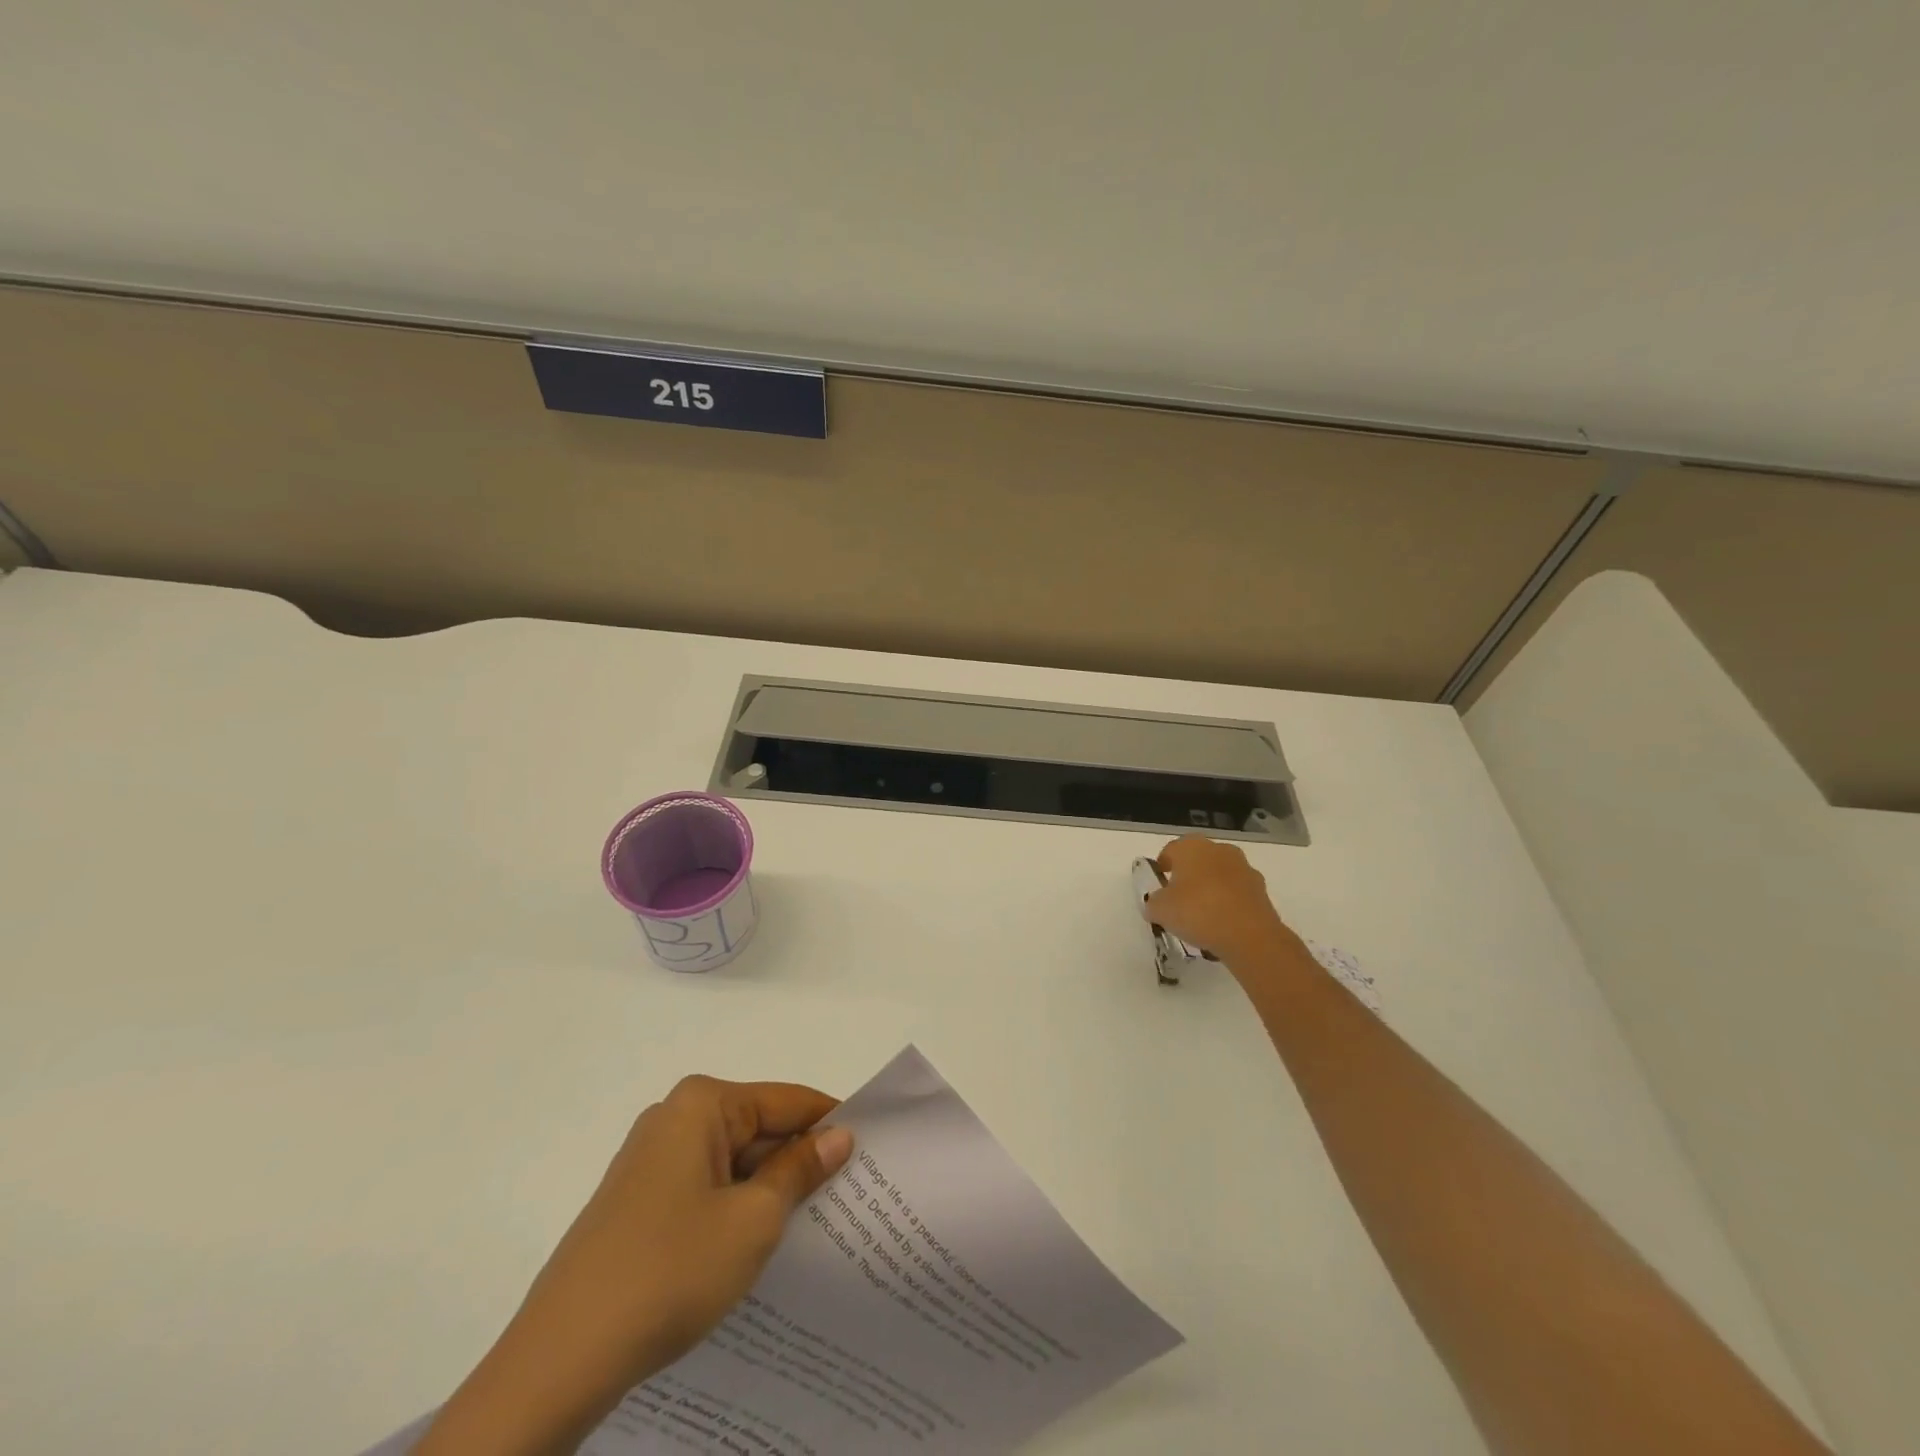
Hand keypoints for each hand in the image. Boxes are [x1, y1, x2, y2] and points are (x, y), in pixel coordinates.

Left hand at [417, 1077, 851, 1455]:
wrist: (560, 1360)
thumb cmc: (671, 1269)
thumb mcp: (754, 1219)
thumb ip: (801, 1169)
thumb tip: (839, 1136)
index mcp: (702, 1103)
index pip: (787, 1100)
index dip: (831, 1123)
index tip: (873, 1148)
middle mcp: (674, 1117)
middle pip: (759, 1128)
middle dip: (800, 1160)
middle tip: (850, 1195)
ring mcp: (650, 1160)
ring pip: (733, 1162)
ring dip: (769, 1189)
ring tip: (815, 1223)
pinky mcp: (637, 1201)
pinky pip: (705, 1189)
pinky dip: (736, 1208)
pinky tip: (759, 1245)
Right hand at [1145, 836, 1304, 966]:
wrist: (1249, 935)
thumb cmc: (1197, 912)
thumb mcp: (1160, 910)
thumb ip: (1154, 902)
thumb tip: (1158, 903)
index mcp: (1191, 846)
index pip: (1170, 851)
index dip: (1162, 867)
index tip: (1158, 885)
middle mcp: (1219, 850)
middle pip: (1197, 860)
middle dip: (1188, 876)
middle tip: (1178, 899)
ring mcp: (1244, 868)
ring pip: (1219, 875)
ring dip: (1211, 888)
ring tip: (1202, 915)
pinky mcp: (1261, 889)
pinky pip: (1236, 893)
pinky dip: (1229, 903)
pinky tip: (1222, 924)